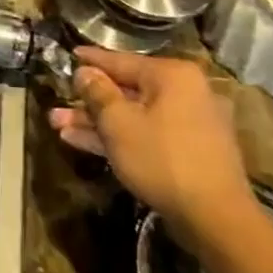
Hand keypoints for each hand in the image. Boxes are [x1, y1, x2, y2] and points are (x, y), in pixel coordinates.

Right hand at [49, 48, 257, 250]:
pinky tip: (82, 142)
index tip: (69, 54)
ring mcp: (189, 123)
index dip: (91, 60)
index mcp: (171, 76)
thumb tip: (84, 72)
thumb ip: (97, 92)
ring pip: (134, 115)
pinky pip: (147, 134)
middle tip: (56, 104)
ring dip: (96, 122)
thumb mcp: (118, 122)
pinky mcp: (189, 150)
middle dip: (88, 101)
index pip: (120, 61)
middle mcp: (184, 92)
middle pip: (126, 90)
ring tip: (58, 125)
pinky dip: (119, 137)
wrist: (216, 218)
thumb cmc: (162, 159)